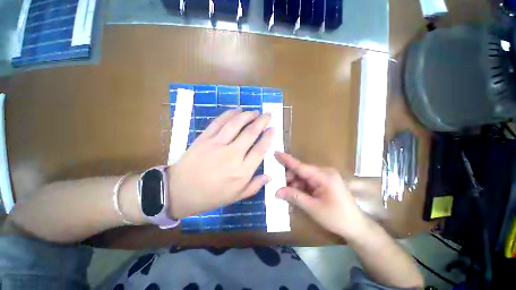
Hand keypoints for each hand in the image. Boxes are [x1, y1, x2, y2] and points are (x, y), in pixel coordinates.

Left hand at [168, 109, 272, 218]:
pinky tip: (237, 110)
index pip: (260, 149)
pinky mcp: (205, 138)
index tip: (273, 129)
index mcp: (241, 171)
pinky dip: (229, 114)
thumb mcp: (236, 197)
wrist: (179, 191)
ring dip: (248, 115)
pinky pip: (219, 122)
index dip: (268, 137)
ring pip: (236, 124)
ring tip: (255, 111)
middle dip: (262, 121)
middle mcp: (232, 155)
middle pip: (250, 133)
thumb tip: (269, 176)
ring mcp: (217, 144)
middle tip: (268, 115)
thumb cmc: (210, 196)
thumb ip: (254, 186)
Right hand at [274, 152, 366, 237]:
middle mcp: (324, 172)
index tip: (276, 152)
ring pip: (304, 176)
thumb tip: (277, 191)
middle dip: (290, 178)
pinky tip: (298, 194)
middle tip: (281, 187)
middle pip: (301, 171)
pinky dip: (301, 186)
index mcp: (324, 176)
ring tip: (289, 194)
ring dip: (295, 183)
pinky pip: (309, 181)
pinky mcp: (325, 182)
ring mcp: (326, 177)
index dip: (287, 160)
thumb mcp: (313, 208)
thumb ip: (294, 197)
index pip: (301, 166)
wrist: (356, 227)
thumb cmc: (337, 218)